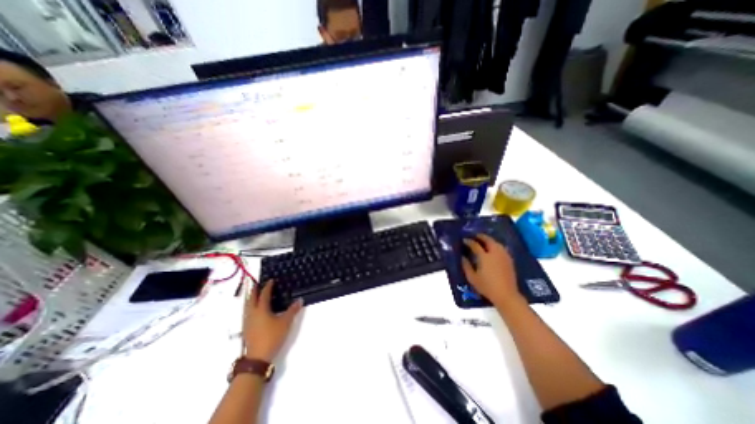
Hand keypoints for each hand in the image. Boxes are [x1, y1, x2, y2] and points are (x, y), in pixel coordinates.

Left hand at [241, 282, 300, 361]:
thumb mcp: (286, 322)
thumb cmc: (272, 336)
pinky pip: (247, 313)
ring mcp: (247, 322)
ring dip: (250, 298)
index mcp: (261, 310)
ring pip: (247, 306)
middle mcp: (252, 314)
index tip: (271, 280)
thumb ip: (293, 310)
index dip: (267, 287)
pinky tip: (254, 310)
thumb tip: (300, 300)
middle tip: (257, 284)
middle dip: (254, 291)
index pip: (264, 295)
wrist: (258, 358)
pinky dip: (250, 306)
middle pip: (251, 299)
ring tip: (254, 294)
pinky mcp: (246, 329)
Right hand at [461, 234, 526, 305]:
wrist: (506, 295)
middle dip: (481, 236)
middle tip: (475, 236)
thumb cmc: (487, 286)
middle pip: (488, 240)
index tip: (464, 240)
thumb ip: (466, 266)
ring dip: (489, 240)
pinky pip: (502, 248)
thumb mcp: (472, 278)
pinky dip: (496, 245)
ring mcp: (503, 256)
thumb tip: (463, 257)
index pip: (475, 245)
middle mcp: (495, 253)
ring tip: (483, 241)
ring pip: (496, 243)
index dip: (469, 241)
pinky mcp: (509, 260)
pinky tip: (493, 249)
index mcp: (484, 256)